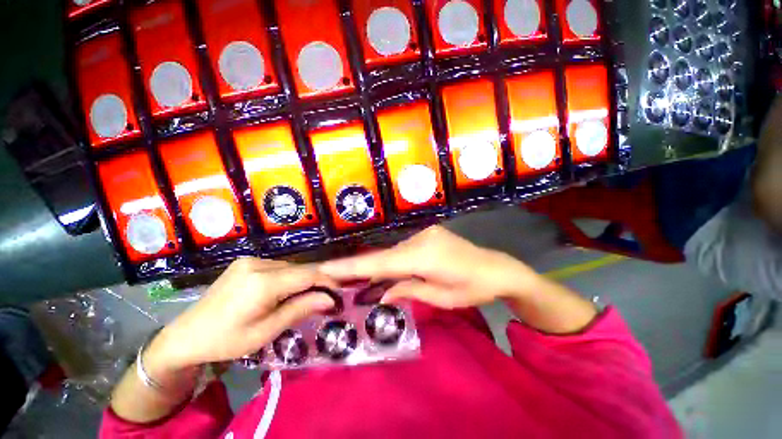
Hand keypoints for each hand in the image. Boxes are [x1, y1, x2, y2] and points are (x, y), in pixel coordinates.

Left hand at [150, 259, 336, 370]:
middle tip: (325, 299)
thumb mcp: (266, 331)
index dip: (327, 281)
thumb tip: (330, 299)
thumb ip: (300, 309)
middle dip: (316, 282)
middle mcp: (258, 263)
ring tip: (305, 297)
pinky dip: (288, 277)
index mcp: (263, 282)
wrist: (186, 335)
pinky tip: (284, 291)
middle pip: (300, 269)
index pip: (308, 274)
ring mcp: (250, 260)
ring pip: (290, 267)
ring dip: (302, 280)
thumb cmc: (227, 340)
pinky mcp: (245, 262)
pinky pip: (277, 266)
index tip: (339, 293)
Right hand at [319, 226, 541, 308]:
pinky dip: (391, 261)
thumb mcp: (440, 297)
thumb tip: (379, 294)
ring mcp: (424, 233)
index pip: (380, 262)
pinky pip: (402, 249)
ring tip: (355, 279)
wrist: (497, 268)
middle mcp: (420, 238)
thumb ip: (407, 290)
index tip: (325, 269)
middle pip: (383, 256)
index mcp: (423, 255)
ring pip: (392, 252)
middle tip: (335, 279)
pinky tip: (383, 271)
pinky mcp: (427, 234)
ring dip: (377, 266)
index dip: (351, 267)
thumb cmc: (473, 288)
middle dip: (360, 268)